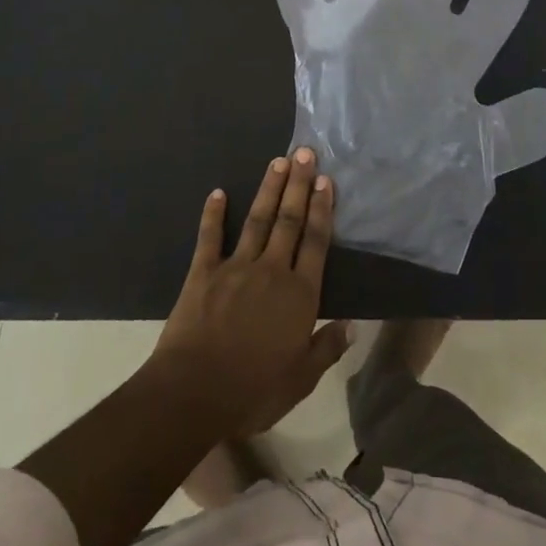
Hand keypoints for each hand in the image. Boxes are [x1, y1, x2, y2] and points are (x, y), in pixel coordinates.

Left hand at [150, 149, 352, 439]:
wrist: (194, 392)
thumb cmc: (252, 391)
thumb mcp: (300, 380)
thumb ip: (325, 349)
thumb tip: (351, 325)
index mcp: (299, 295)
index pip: (316, 243)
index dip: (322, 210)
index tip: (326, 181)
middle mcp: (272, 271)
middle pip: (289, 220)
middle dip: (299, 185)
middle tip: (305, 153)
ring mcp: (236, 267)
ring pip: (257, 220)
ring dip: (269, 189)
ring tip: (278, 161)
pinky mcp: (203, 272)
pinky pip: (210, 237)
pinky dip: (213, 214)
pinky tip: (217, 193)